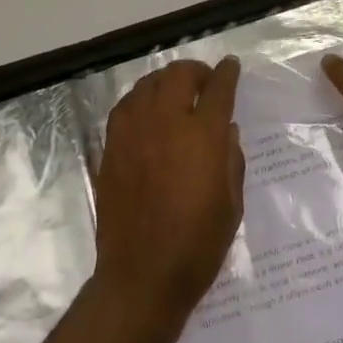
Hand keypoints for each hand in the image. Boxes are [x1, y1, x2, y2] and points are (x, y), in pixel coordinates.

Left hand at [92, 58, 245, 329]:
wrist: (142, 276)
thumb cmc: (197, 244)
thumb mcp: (232, 204)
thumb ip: (231, 159)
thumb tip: (226, 130)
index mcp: (202, 136)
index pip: (218, 88)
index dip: (227, 73)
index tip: (231, 66)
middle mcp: (166, 123)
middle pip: (178, 75)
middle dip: (195, 71)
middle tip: (204, 81)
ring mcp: (133, 133)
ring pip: (148, 85)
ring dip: (166, 81)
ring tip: (175, 93)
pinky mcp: (111, 147)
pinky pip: (125, 107)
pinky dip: (141, 100)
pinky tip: (147, 113)